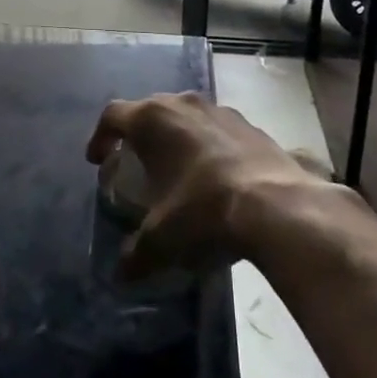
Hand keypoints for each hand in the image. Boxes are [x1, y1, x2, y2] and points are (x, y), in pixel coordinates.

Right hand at [86, 92, 351, 280]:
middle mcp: (184, 104)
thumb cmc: (203, 212)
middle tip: (136, 163)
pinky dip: (210, 147)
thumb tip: (122, 273)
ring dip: (177, 138)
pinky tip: (216, 178)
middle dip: (139, 135)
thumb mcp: (161, 241)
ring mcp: (221, 111)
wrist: (278, 208)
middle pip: (150, 110)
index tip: (98, 161)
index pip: (113, 115)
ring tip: (178, 170)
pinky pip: (219, 130)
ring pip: (187, 116)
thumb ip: (136, 254)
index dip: (100, 137)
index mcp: (152, 119)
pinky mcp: (252, 125)